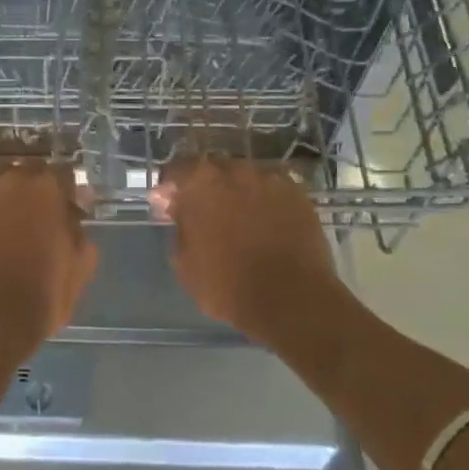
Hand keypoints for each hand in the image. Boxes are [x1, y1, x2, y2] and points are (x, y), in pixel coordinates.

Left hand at [0, 160, 97, 373]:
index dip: (69, 191)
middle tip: (42, 209)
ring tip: (11, 201)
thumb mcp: (79, 269)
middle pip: (33, 167)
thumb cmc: (40, 299)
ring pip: (2, 168)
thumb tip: (74, 214)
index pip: (65, 173)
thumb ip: (80, 232)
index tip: (71, 207)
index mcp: (50, 193)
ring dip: (11, 179)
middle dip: (41, 184)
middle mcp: (17, 181)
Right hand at [151, 158, 356, 346]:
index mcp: (201, 183)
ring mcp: (272, 180)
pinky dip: (266, 202)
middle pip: (213, 169)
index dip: (170, 188)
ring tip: (239, 219)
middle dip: (205, 187)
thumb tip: (177, 209)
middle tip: (204, 213)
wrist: (292, 300)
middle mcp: (236, 171)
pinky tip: (266, 224)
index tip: (168, 207)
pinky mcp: (299, 196)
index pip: (176, 170)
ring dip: (238, 192)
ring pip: (246, 178)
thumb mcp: (184, 262)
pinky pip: (273, 191)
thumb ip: (178, 226)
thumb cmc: (227, 284)